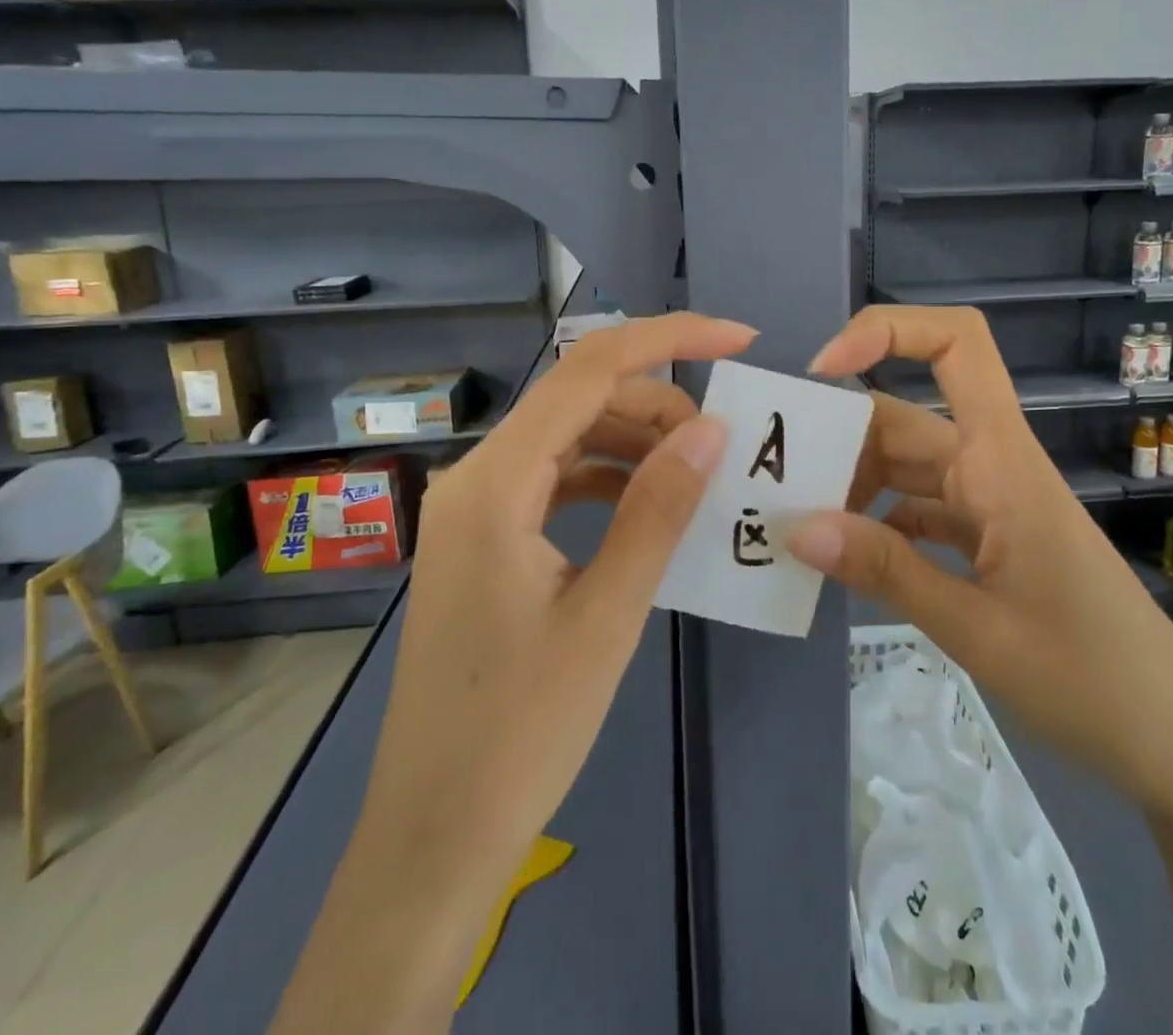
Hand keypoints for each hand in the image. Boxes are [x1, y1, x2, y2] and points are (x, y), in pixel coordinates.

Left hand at [272, 313, 751, 1033]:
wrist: (435, 835)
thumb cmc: (521, 732)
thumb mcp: (607, 613)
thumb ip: (659, 509)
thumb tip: (710, 428)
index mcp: (494, 482)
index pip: (587, 371)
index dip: (668, 340)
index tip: (737, 338)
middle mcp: (475, 477)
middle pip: (577, 399)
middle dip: (657, 403)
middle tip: (725, 442)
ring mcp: (475, 508)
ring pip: (568, 438)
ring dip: (635, 441)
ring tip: (698, 472)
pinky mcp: (485, 539)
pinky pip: (555, 480)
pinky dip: (607, 479)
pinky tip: (650, 506)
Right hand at [790, 305, 1172, 822]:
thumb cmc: (1092, 680)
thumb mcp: (977, 630)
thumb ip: (886, 571)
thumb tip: (797, 528)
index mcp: (1002, 463)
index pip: (958, 346)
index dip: (887, 332)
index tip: (821, 372)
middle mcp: (993, 467)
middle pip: (903, 417)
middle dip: (837, 435)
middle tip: (773, 480)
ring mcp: (990, 503)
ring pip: (904, 465)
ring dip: (851, 483)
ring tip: (795, 521)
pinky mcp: (988, 539)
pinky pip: (917, 509)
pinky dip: (876, 522)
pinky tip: (841, 554)